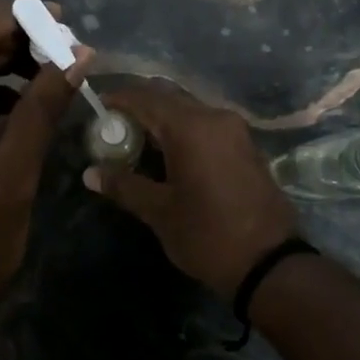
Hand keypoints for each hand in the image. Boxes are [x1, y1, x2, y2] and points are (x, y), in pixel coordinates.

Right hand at [83, 84, 299, 297]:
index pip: (145, 98)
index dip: (118, 99)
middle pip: (169, 98)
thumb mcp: (160, 212)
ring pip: (190, 111)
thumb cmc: (208, 235)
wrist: (269, 262)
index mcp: (191, 127)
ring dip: (163, 120)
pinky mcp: (246, 147)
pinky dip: (184, 132)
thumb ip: (124, 186)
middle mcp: (215, 118)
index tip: (97, 109)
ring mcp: (235, 131)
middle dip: (140, 108)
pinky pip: (207, 126)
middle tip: (114, 129)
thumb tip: (90, 173)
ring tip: (137, 143)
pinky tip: (169, 156)